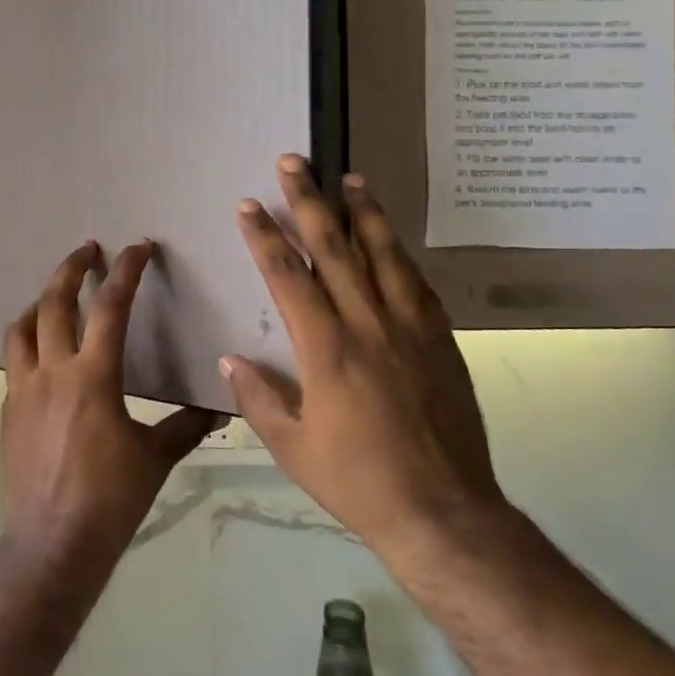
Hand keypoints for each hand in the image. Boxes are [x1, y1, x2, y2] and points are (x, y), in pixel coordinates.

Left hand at [0, 240, 218, 583]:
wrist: (51, 546)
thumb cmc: (110, 500)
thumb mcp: (155, 458)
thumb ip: (186, 426)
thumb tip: (220, 408)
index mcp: (93, 376)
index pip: (110, 306)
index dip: (126, 270)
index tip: (138, 247)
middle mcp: (52, 371)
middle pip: (54, 302)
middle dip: (71, 268)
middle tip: (88, 249)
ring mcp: (22, 390)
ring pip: (21, 328)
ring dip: (39, 303)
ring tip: (55, 296)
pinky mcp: (7, 412)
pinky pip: (14, 363)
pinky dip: (28, 344)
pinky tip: (43, 358)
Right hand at [222, 156, 509, 563]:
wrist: (443, 513)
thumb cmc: (358, 481)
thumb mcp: (293, 448)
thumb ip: (259, 398)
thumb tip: (231, 359)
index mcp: (326, 350)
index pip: (288, 277)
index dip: (265, 236)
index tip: (249, 204)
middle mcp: (367, 326)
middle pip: (334, 249)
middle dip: (310, 201)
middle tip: (294, 162)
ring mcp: (409, 330)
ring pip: (383, 256)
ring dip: (364, 213)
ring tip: (352, 178)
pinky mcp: (440, 342)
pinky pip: (418, 285)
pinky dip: (401, 255)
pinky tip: (393, 239)